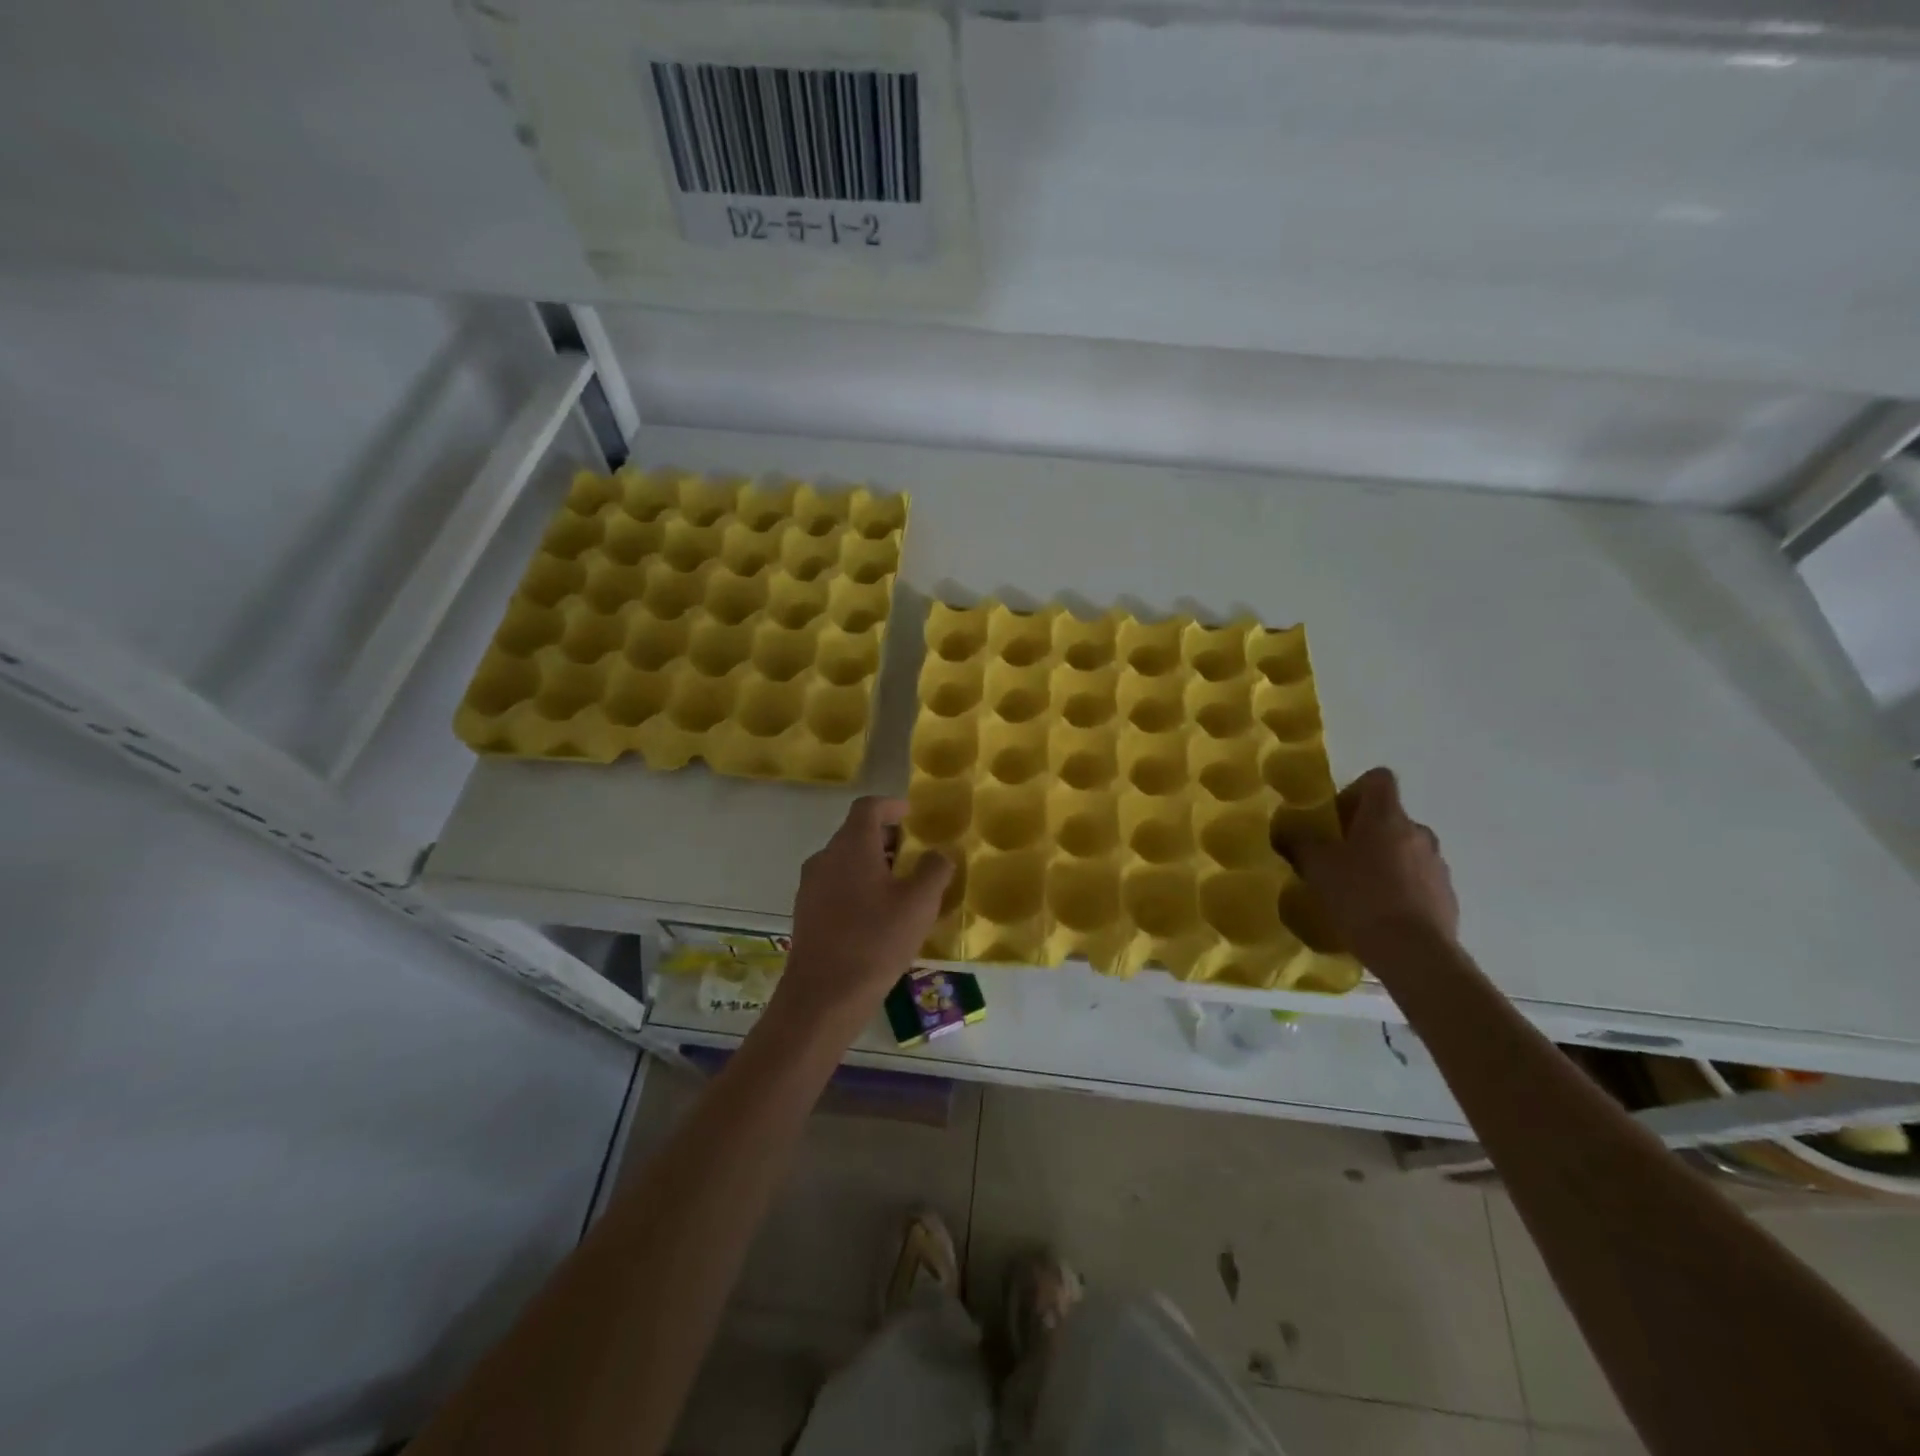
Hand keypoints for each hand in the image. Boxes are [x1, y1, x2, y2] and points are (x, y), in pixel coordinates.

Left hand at [771, 797, 952, 1033]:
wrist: (824, 996)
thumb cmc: (876, 940)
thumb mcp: (919, 904)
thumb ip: (934, 870)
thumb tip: (938, 853)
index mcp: (851, 846)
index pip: (868, 807)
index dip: (892, 806)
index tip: (912, 815)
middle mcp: (825, 857)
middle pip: (856, 833)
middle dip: (887, 839)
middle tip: (914, 855)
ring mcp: (811, 886)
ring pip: (845, 861)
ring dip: (873, 864)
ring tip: (901, 887)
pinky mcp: (806, 913)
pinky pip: (835, 885)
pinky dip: (857, 886)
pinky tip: (877, 915)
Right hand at [1275, 767, 1458, 957]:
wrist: (1414, 952)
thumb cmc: (1360, 897)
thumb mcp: (1316, 868)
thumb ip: (1299, 842)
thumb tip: (1285, 829)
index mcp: (1387, 816)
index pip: (1378, 779)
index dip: (1354, 790)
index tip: (1335, 817)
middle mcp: (1418, 832)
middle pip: (1389, 818)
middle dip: (1364, 832)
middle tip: (1337, 858)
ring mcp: (1437, 865)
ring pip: (1404, 850)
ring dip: (1383, 861)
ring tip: (1357, 890)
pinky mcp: (1446, 896)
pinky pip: (1417, 880)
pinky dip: (1399, 888)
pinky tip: (1378, 913)